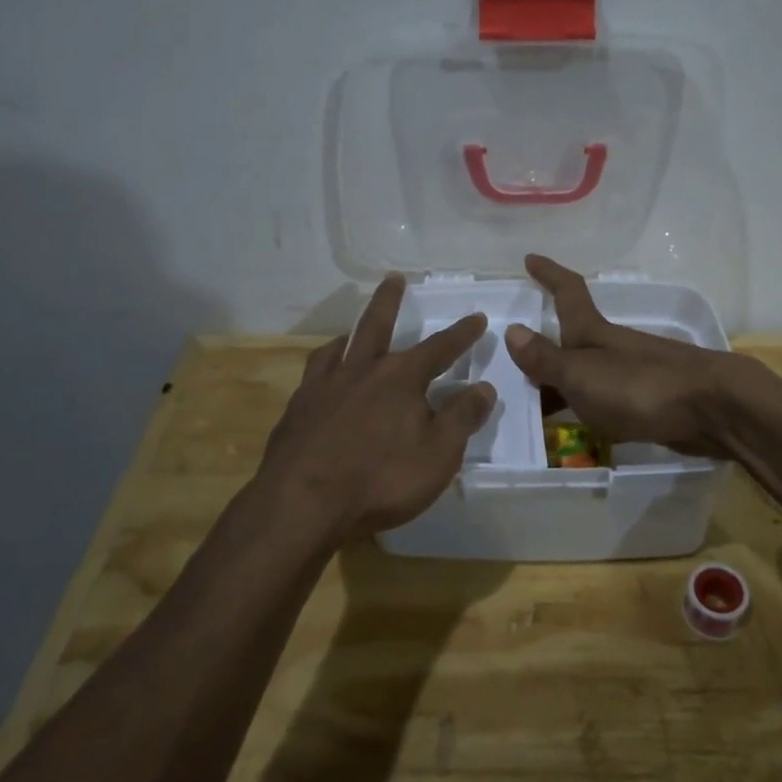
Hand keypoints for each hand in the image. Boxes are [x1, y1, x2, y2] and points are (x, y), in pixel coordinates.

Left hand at [259, 275, 494, 541]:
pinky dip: (324, 365)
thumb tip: (484, 387)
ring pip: (340, 346)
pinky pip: (313, 374)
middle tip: (394, 278)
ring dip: (352, 333)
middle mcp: (362, 371)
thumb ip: (462, 417)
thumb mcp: (439, 454)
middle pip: (378, 325)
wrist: (303, 503)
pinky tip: (323, 375)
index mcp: (401, 378)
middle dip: (390, 301)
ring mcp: (324, 387)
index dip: (461, 334)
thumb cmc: (381, 479)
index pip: (440, 348)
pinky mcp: (298, 409)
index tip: (476, 318)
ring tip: (352, 330)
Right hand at [503, 254, 755, 458]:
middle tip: (516, 364)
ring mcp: (635, 373)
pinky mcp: (652, 401)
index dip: (549, 274)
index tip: (531, 258)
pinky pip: (608, 399)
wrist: (714, 409)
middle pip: (574, 339)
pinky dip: (589, 406)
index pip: (568, 293)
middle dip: (548, 346)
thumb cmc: (640, 386)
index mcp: (594, 332)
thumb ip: (546, 359)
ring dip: (564, 383)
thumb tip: (511, 330)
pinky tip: (581, 426)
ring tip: (536, 405)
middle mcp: (613, 347)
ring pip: (590, 372)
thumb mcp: (582, 374)